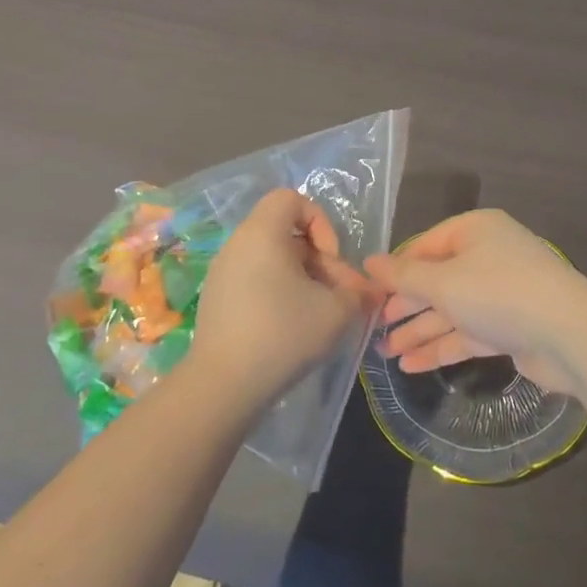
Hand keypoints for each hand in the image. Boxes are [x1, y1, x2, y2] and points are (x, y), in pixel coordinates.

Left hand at [190, 189, 376, 408]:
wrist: (222, 387)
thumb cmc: (283, 333)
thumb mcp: (336, 310)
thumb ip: (358, 293)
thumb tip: (369, 291)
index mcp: (262, 233)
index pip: (292, 199)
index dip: (320, 222)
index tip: (330, 259)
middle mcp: (238, 244)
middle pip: (287, 234)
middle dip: (320, 261)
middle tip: (340, 296)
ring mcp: (223, 274)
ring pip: (274, 260)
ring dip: (304, 280)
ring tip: (322, 315)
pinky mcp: (217, 301)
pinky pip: (256, 281)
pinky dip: (280, 294)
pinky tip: (294, 328)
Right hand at [366, 210, 586, 396]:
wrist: (568, 335)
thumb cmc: (498, 293)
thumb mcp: (443, 282)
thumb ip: (403, 276)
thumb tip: (368, 263)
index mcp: (475, 230)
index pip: (425, 246)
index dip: (395, 270)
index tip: (367, 294)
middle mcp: (488, 256)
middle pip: (437, 279)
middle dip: (405, 306)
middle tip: (372, 329)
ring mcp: (501, 292)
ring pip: (451, 309)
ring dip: (419, 330)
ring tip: (384, 354)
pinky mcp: (510, 327)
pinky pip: (467, 332)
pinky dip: (441, 346)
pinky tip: (411, 366)